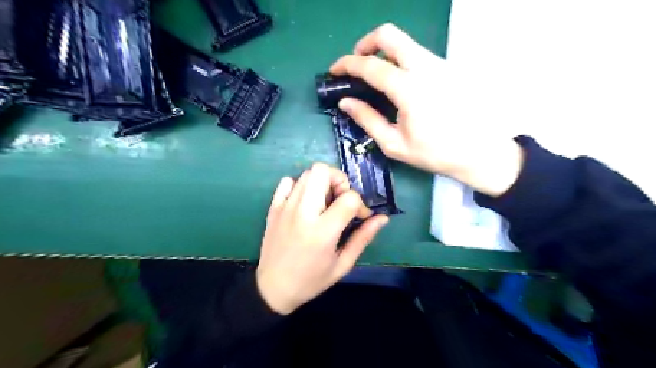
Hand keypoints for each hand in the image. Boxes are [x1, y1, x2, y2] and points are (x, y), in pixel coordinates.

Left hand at [257, 165, 388, 313]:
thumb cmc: (311, 280)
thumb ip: (363, 238)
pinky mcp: (273, 207)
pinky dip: (300, 185)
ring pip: (307, 173)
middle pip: (322, 171)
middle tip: (341, 199)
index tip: (360, 217)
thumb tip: (383, 218)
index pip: (349, 197)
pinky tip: (305, 202)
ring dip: (322, 182)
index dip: (361, 204)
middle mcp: (302, 212)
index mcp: (322, 230)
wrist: (272, 288)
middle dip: (339, 180)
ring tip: (325, 203)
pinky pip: (287, 181)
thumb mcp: (343, 264)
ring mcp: (285, 207)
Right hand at [332, 23, 525, 196]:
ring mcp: (440, 64)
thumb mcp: (394, 144)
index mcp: (409, 89)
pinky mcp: (449, 67)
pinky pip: (418, 54)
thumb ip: (367, 119)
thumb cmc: (435, 153)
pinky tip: (399, 84)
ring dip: (384, 52)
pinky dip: (401, 60)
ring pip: (405, 43)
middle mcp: (425, 68)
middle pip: (390, 35)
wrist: (480, 152)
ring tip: (376, 77)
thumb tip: (345, 102)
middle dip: (366, 43)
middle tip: (358, 63)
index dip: (347, 64)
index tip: (335, 70)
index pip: (370, 65)